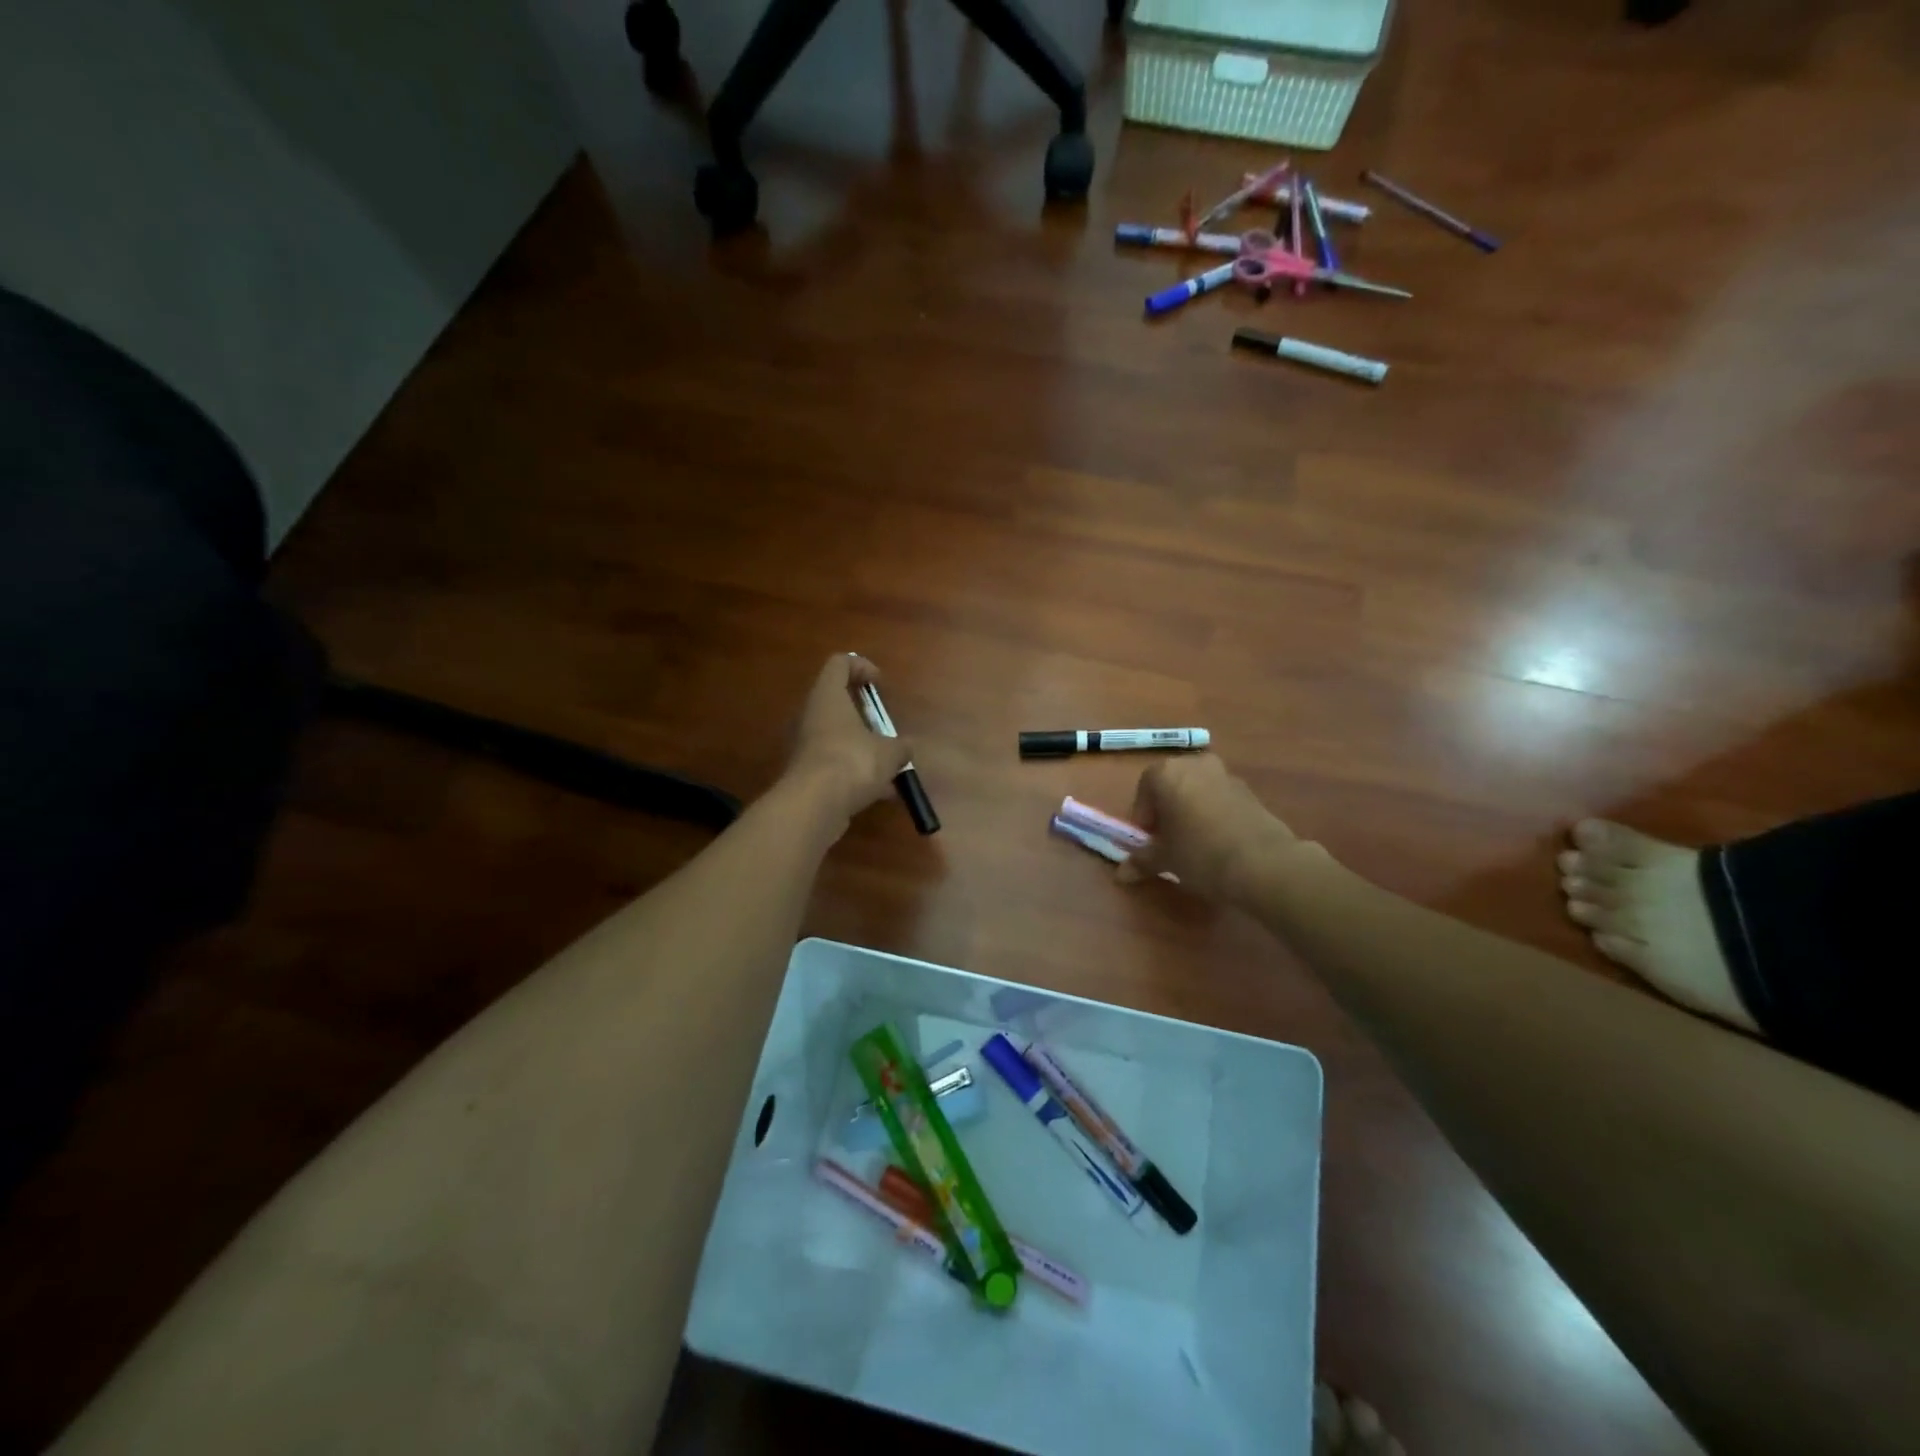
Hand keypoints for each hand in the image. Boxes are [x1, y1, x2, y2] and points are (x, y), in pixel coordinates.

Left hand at [781, 653, 913, 829]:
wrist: (813, 806)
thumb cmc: (853, 762)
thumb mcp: (889, 753)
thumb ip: (900, 747)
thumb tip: (905, 748)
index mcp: (828, 697)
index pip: (839, 664)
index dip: (861, 667)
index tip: (880, 684)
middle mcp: (811, 715)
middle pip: (836, 702)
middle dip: (865, 715)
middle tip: (885, 728)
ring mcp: (805, 745)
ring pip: (837, 736)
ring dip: (863, 747)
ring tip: (890, 767)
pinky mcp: (806, 773)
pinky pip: (835, 763)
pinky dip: (856, 772)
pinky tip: (881, 793)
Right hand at [1116, 753, 1306, 904]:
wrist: (1264, 863)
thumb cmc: (1200, 854)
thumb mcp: (1165, 859)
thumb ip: (1141, 860)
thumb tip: (1122, 874)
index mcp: (1166, 773)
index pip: (1143, 791)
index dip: (1143, 819)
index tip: (1149, 842)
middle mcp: (1194, 763)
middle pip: (1170, 785)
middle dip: (1166, 811)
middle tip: (1168, 841)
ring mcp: (1225, 773)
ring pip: (1196, 790)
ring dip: (1190, 810)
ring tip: (1195, 843)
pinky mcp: (1249, 789)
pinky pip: (1219, 798)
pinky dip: (1213, 813)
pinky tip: (1218, 842)